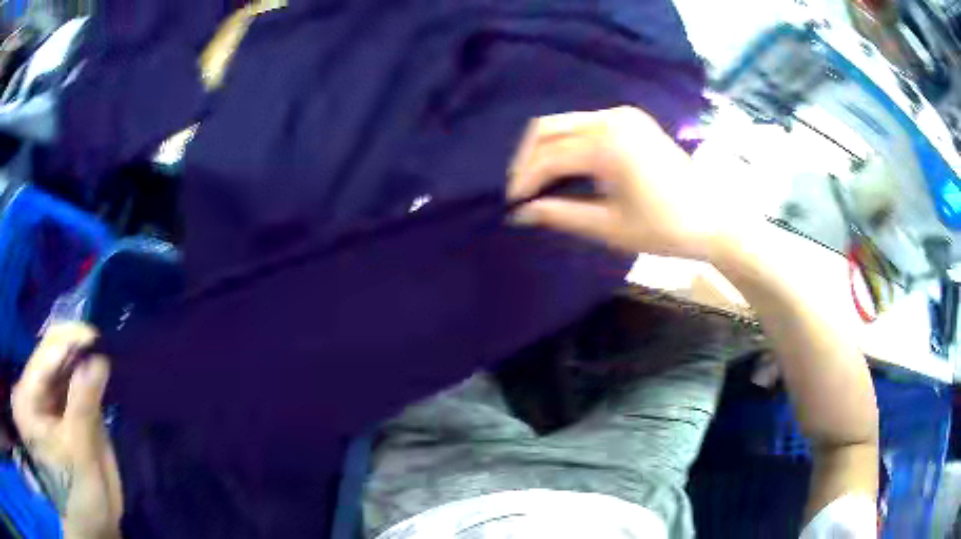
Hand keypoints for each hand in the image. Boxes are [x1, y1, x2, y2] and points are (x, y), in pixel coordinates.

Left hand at [11, 323, 121, 538]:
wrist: (86, 525)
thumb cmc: (79, 496)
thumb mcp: (80, 454)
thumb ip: (84, 407)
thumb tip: (98, 360)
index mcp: (29, 396)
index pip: (45, 350)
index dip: (70, 339)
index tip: (98, 340)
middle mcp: (31, 388)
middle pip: (50, 353)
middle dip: (76, 350)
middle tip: (103, 350)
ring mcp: (41, 398)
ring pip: (58, 366)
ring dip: (79, 363)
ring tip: (101, 360)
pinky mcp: (53, 408)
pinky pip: (64, 383)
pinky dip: (80, 379)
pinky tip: (94, 378)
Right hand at [508, 106, 722, 260]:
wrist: (714, 217)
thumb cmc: (666, 228)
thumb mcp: (610, 228)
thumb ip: (561, 215)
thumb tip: (520, 214)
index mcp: (609, 145)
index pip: (549, 156)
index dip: (525, 180)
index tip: (512, 205)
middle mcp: (612, 118)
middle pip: (548, 128)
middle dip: (527, 158)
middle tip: (520, 191)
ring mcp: (623, 114)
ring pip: (564, 122)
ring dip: (545, 148)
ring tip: (538, 181)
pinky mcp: (630, 119)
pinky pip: (584, 123)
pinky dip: (567, 142)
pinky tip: (565, 166)